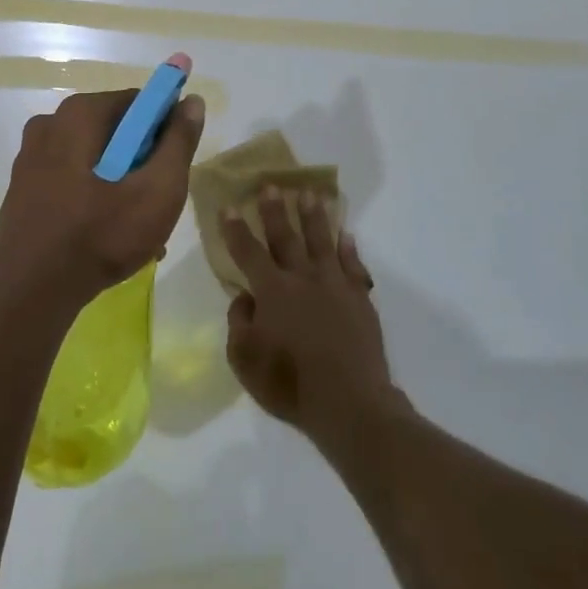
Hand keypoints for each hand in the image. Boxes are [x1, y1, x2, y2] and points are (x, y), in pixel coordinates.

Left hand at [0, 87, 205, 304]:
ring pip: (95, 161)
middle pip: (116, 132)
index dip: (166, 130)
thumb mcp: (158, 189)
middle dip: (143, 165)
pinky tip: (109, 237)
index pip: (140, 103)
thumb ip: (179, 142)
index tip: (175, 168)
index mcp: (80, 113)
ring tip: (140, 232)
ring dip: (122, 188)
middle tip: (160, 205)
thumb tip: (192, 101)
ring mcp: (31, 156)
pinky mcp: (24, 187)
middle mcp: (50, 123)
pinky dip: (95, 200)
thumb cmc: (100, 234)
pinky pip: (72, 181)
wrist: (29, 290)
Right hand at [222, 190, 396, 448]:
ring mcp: (335, 286)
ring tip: (310, 194)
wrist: (350, 403)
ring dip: (314, 216)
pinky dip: (349, 247)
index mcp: (272, 292)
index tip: (227, 207)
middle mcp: (302, 279)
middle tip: (271, 185)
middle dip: (275, 210)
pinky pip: (353, 264)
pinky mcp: (360, 299)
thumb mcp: (245, 360)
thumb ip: (239, 323)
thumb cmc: (290, 384)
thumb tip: (245, 298)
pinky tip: (346, 233)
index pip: (248, 252)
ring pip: (322, 241)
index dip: (235, 229)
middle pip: (286, 237)